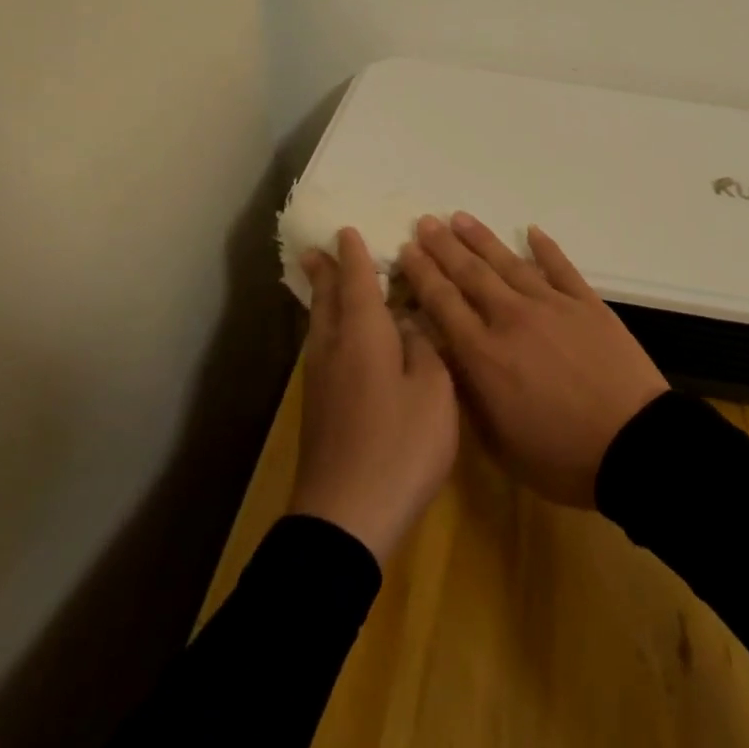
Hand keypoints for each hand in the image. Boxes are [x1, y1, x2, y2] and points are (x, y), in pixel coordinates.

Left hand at [288, 228, 459, 562]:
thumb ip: (424, 347)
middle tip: (314, 250)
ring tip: (324, 282)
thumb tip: (408, 324)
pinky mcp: (319, 408)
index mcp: (363, 335)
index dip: (355, 255)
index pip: (357, 281)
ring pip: (319, 324)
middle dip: (324, 272)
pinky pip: (321, 346)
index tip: (347, 230)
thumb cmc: (399, 445)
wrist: (346, 517)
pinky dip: (327, 326)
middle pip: (327, 299)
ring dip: (322, 297)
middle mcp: (335, 348)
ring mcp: (322, 380)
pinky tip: (338, 338)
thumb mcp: (434, 390)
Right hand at [399, 213, 668, 507]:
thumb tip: (449, 359)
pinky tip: (531, 230)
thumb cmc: (561, 458)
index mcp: (485, 356)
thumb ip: (469, 397)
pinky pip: (561, 267)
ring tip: (460, 218)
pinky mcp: (587, 303)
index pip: (443, 304)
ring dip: (481, 239)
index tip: (406, 251)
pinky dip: (545, 247)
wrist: (633, 445)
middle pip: (470, 274)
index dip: (422, 275)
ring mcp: (552, 305)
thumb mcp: (499, 444)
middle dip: (443, 247)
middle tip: (424, 223)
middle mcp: (512, 319)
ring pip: (509, 263)